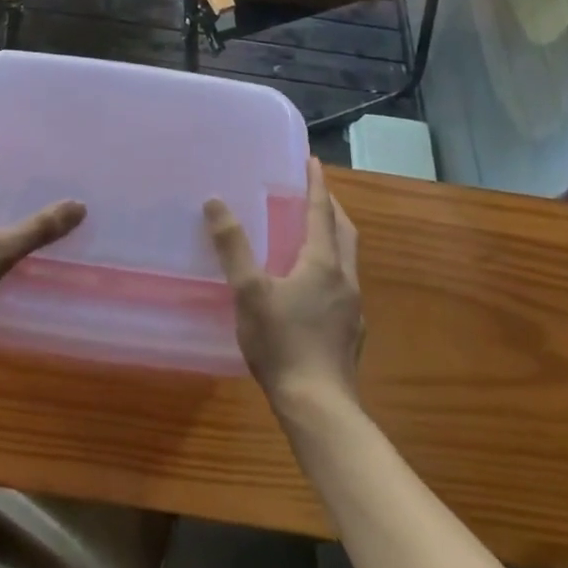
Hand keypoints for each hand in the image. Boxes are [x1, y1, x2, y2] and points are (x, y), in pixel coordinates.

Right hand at [205, 159, 363, 411]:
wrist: (319, 406)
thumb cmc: (282, 342)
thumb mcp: (249, 292)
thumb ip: (233, 247)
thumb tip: (215, 202)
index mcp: (323, 263)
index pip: (322, 212)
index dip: (317, 185)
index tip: (313, 161)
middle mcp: (345, 279)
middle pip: (344, 231)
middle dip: (331, 208)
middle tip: (313, 193)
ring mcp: (352, 308)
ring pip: (347, 259)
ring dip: (333, 237)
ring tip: (310, 234)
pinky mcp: (351, 332)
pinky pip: (343, 285)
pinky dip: (330, 268)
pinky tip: (312, 286)